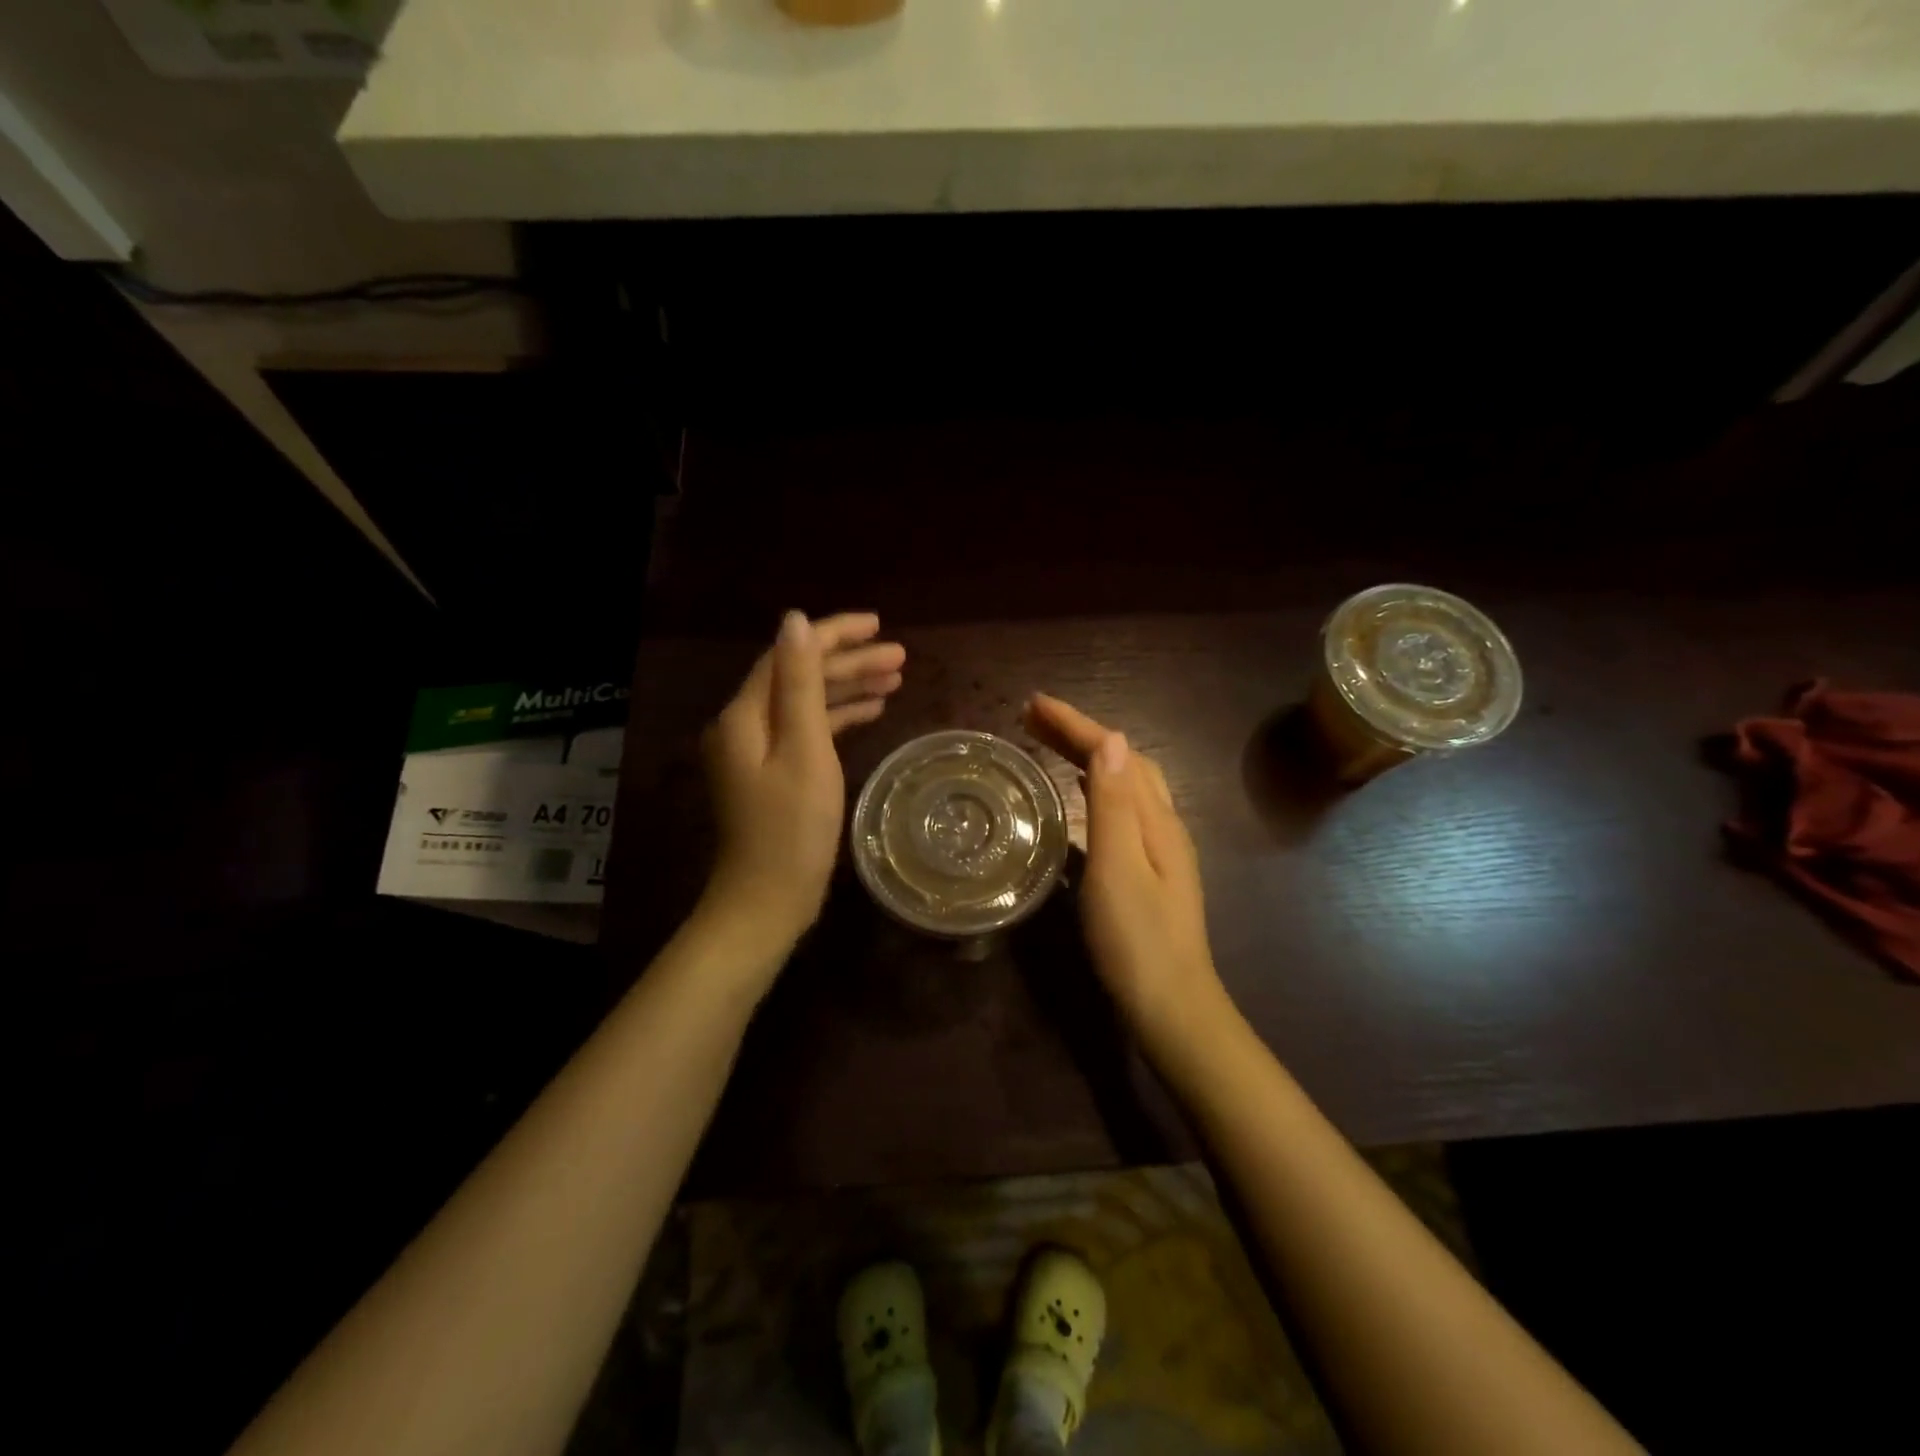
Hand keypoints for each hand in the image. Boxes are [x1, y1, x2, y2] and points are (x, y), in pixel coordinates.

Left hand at [701, 611, 904, 959]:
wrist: (768, 901)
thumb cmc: (792, 828)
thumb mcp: (804, 750)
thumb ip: (802, 683)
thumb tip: (795, 621)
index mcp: (745, 715)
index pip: (790, 655)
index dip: (834, 635)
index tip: (879, 625)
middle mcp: (746, 725)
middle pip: (800, 677)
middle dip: (850, 663)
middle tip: (900, 656)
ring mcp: (758, 751)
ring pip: (807, 704)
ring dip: (849, 689)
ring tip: (896, 679)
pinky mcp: (774, 774)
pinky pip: (808, 731)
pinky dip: (839, 719)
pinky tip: (872, 712)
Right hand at [1024, 694, 1229, 1054]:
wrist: (1170, 1006)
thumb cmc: (1137, 939)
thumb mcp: (1119, 867)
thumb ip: (1115, 804)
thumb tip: (1112, 738)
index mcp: (1155, 819)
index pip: (1116, 752)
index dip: (1076, 724)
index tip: (1034, 703)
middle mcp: (1161, 825)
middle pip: (1123, 762)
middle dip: (1080, 733)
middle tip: (1032, 718)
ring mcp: (1157, 849)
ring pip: (1124, 784)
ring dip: (1088, 757)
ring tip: (1049, 745)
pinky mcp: (1146, 871)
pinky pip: (1119, 810)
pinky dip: (1094, 789)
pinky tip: (1076, 799)